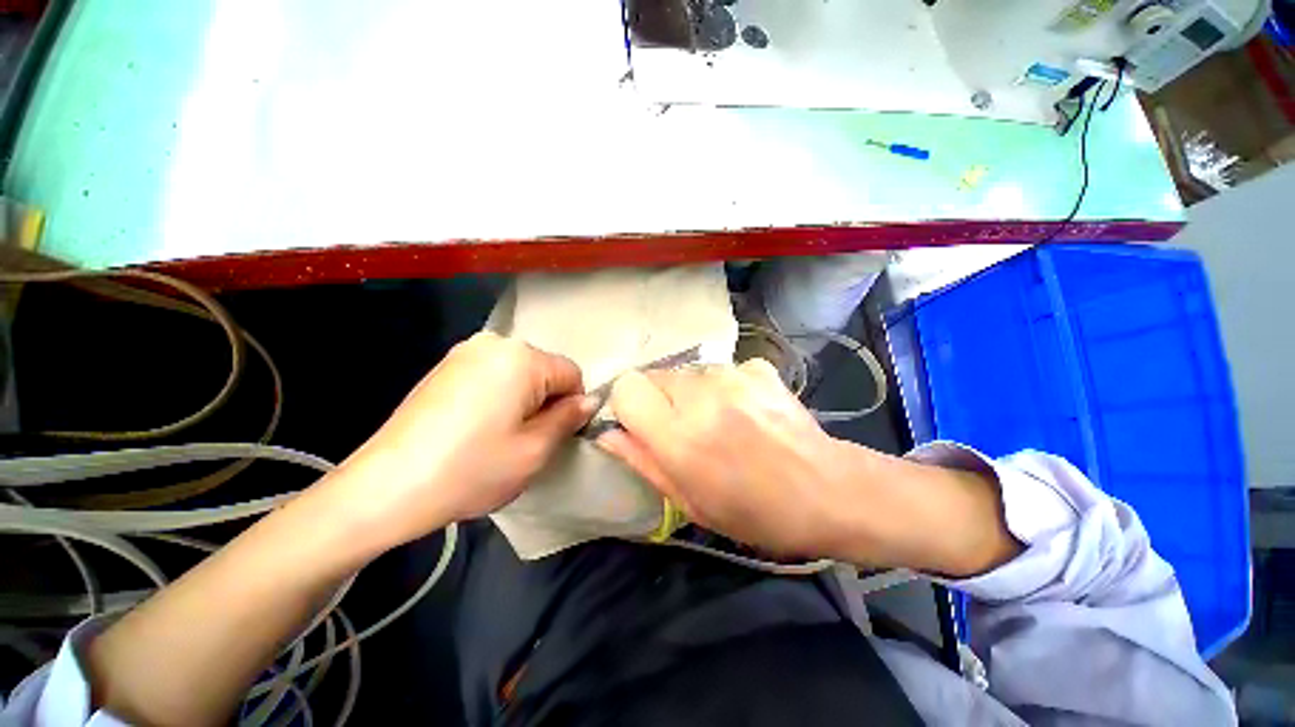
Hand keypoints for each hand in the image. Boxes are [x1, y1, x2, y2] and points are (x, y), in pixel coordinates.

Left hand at [333, 332, 595, 548]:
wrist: (385, 487)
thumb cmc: (471, 469)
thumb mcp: (535, 450)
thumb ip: (569, 419)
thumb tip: (589, 401)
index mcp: (522, 358)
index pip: (572, 374)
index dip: (571, 406)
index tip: (553, 434)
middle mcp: (495, 343)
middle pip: (544, 370)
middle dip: (545, 401)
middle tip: (524, 438)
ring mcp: (465, 351)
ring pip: (519, 372)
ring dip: (521, 399)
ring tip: (497, 434)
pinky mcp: (445, 366)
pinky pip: (491, 375)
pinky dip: (497, 396)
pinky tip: (475, 426)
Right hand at [598, 359, 1018, 574]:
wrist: (829, 491)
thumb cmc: (756, 512)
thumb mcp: (690, 502)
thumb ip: (643, 461)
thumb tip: (609, 435)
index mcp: (681, 436)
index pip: (626, 388)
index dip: (627, 406)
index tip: (640, 426)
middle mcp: (702, 395)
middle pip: (653, 374)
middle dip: (657, 400)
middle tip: (681, 429)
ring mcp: (734, 375)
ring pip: (684, 371)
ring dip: (688, 393)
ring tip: (717, 421)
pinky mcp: (757, 367)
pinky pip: (718, 370)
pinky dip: (721, 387)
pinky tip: (743, 410)